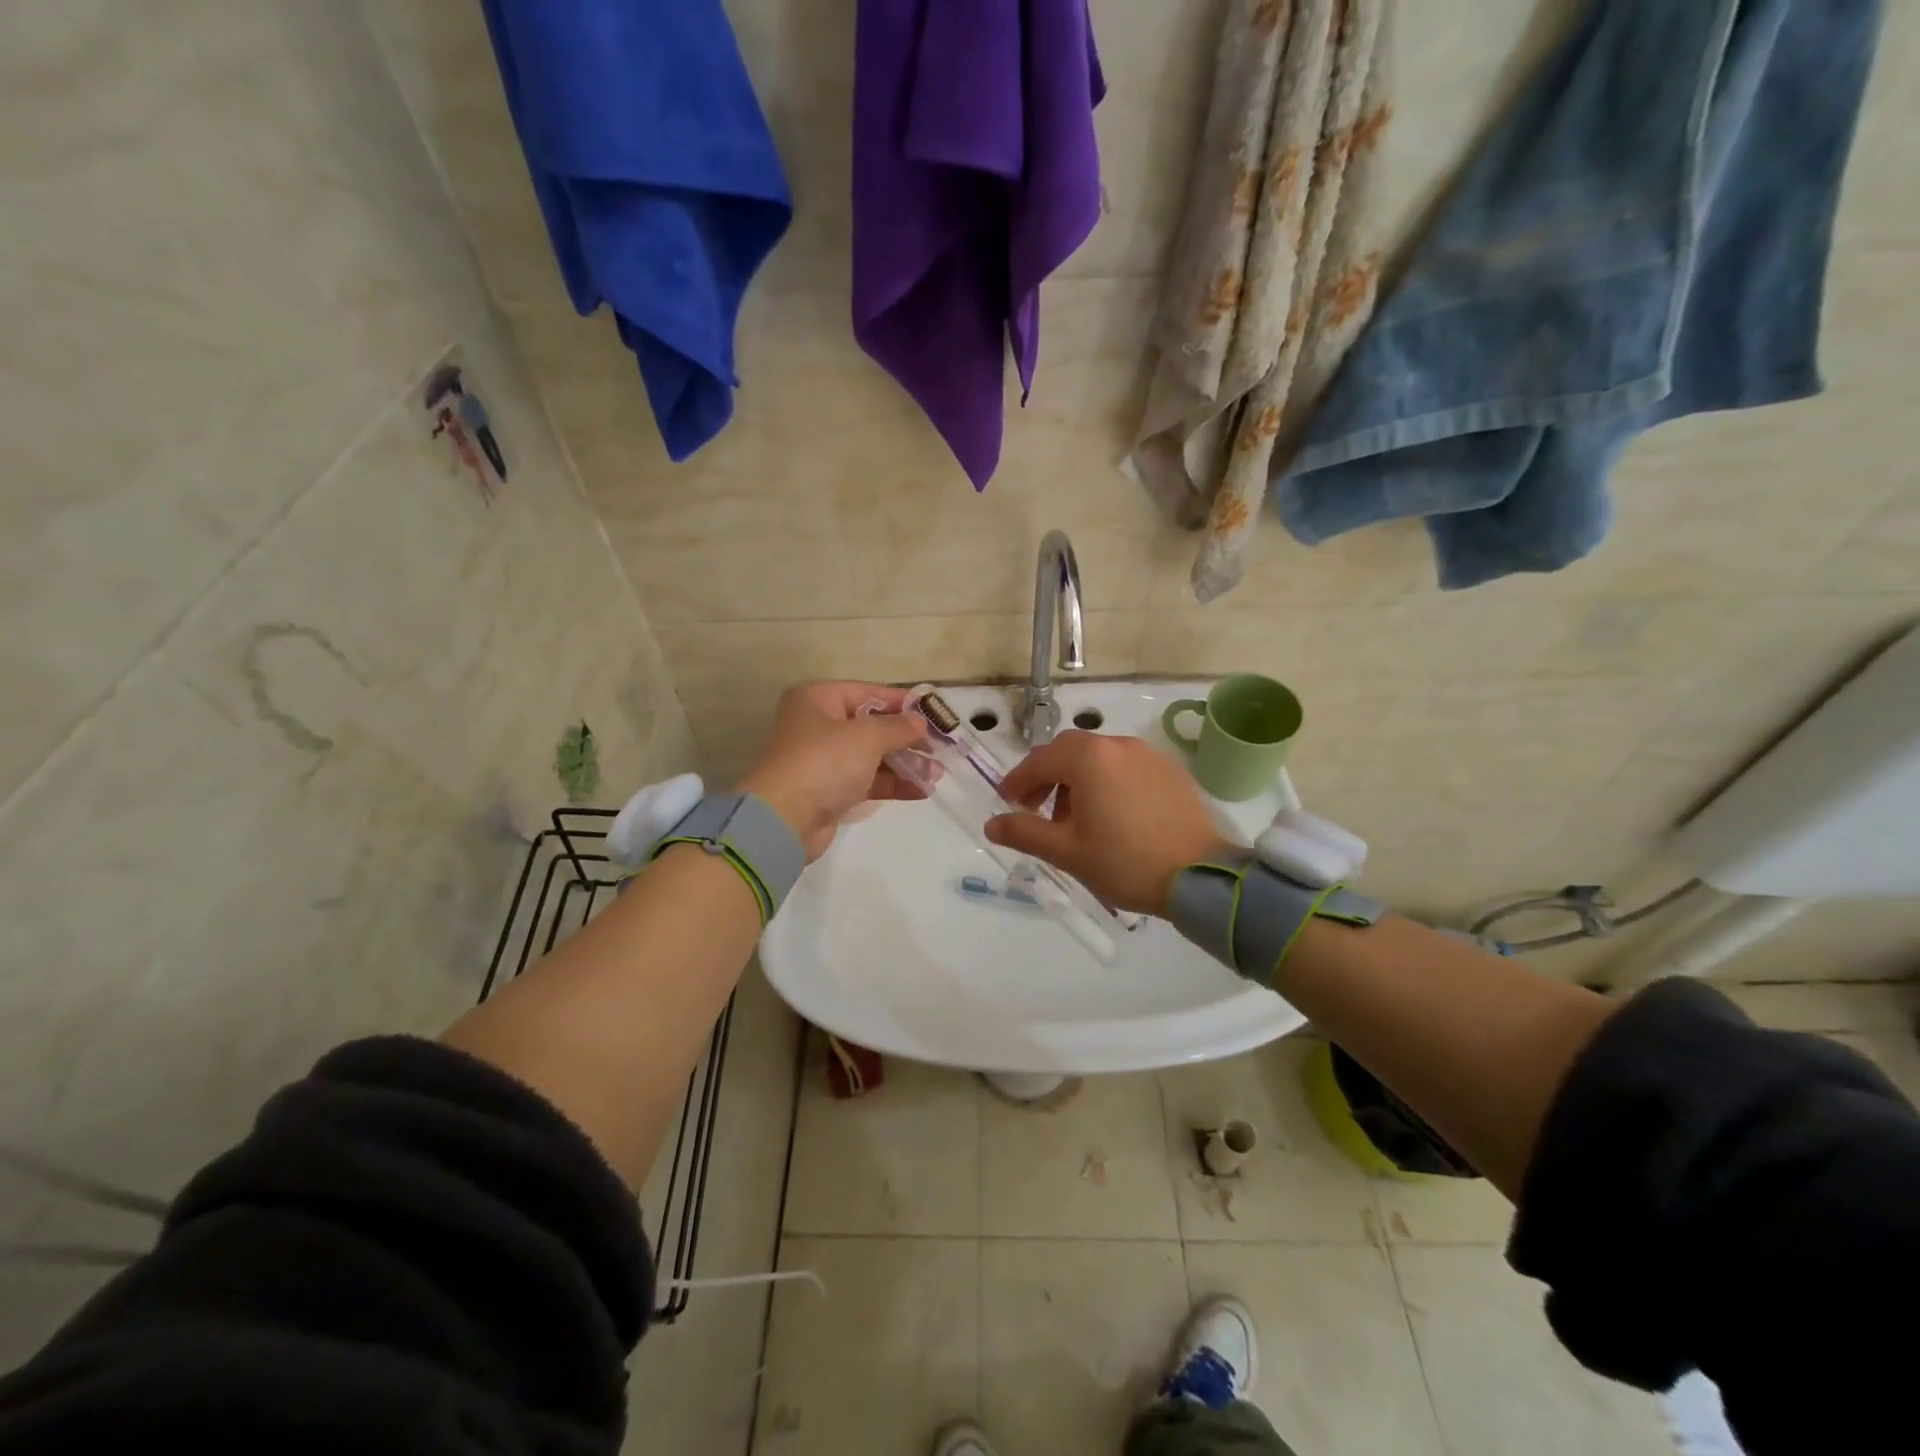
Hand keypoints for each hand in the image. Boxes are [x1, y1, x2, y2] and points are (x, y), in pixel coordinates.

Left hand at [738, 682, 927, 859]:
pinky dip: (893, 783)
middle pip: (872, 726)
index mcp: (818, 699)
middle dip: (908, 738)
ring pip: (873, 756)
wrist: (784, 820)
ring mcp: (824, 760)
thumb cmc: (824, 762)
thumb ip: (899, 726)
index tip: (934, 713)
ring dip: (906, 764)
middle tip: (941, 748)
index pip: (869, 693)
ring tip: (938, 774)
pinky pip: (868, 781)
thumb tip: (920, 722)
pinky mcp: (830, 790)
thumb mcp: (867, 736)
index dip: (902, 703)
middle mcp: (819, 725)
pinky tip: (922, 790)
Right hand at [984, 731, 1233, 915]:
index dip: (1018, 781)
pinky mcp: (1169, 771)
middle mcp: (1117, 745)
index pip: (1039, 760)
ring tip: (1077, 819)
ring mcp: (1148, 755)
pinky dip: (1107, 782)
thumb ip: (1025, 833)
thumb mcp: (1068, 852)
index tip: (1008, 803)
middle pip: (1069, 751)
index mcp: (1089, 759)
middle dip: (1047, 777)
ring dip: (1078, 780)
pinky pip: (1126, 767)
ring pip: (1099, 758)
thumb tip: (992, 825)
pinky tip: (1113, 815)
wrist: (1200, 876)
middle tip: (1038, 809)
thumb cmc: (1125, 862)